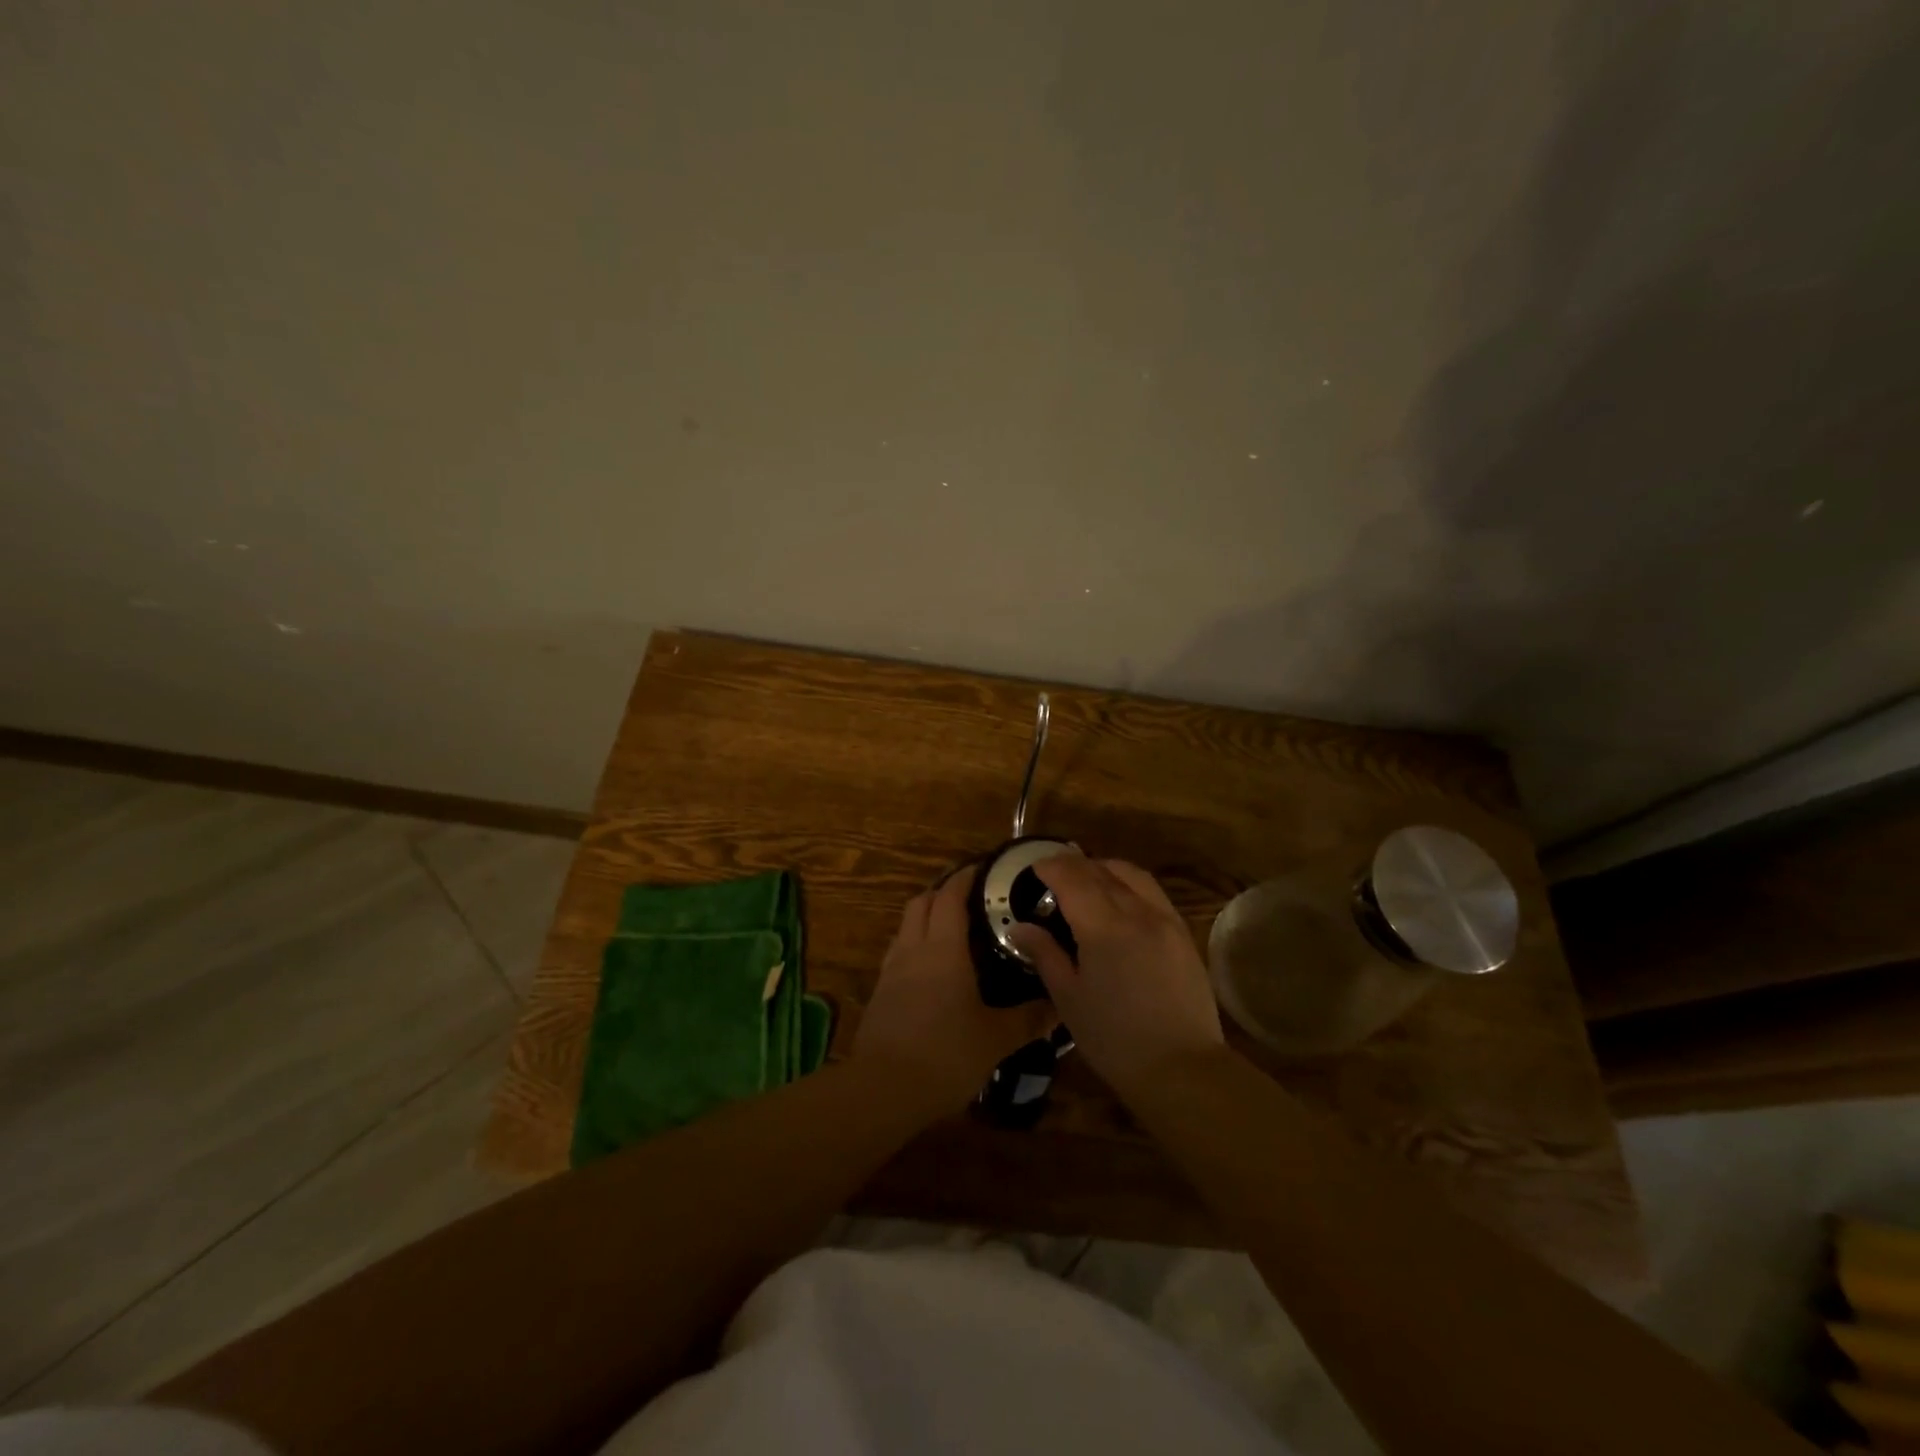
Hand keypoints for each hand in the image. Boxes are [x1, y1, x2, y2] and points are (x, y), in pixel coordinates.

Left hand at [853, 868, 1055, 1120]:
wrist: (883, 1089)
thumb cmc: (945, 1054)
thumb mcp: (996, 1039)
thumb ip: (1029, 1020)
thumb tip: (1060, 1006)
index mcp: (944, 949)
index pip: (951, 896)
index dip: (966, 876)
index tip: (984, 867)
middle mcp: (914, 949)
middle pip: (922, 902)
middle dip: (943, 889)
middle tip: (971, 893)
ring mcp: (891, 970)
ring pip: (906, 925)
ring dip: (926, 914)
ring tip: (952, 925)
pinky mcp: (880, 992)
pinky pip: (898, 951)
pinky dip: (915, 943)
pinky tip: (931, 966)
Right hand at [1009, 854, 1224, 1098]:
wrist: (1181, 1067)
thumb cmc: (1114, 1039)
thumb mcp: (1069, 998)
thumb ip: (1045, 954)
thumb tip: (1019, 927)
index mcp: (1103, 927)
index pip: (1073, 878)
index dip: (1051, 867)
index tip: (1034, 868)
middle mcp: (1137, 912)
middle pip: (1101, 872)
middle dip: (1074, 865)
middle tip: (1053, 873)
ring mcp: (1165, 920)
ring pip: (1132, 875)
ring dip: (1104, 868)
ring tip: (1086, 879)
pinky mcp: (1182, 933)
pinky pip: (1152, 892)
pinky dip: (1129, 883)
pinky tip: (1119, 900)